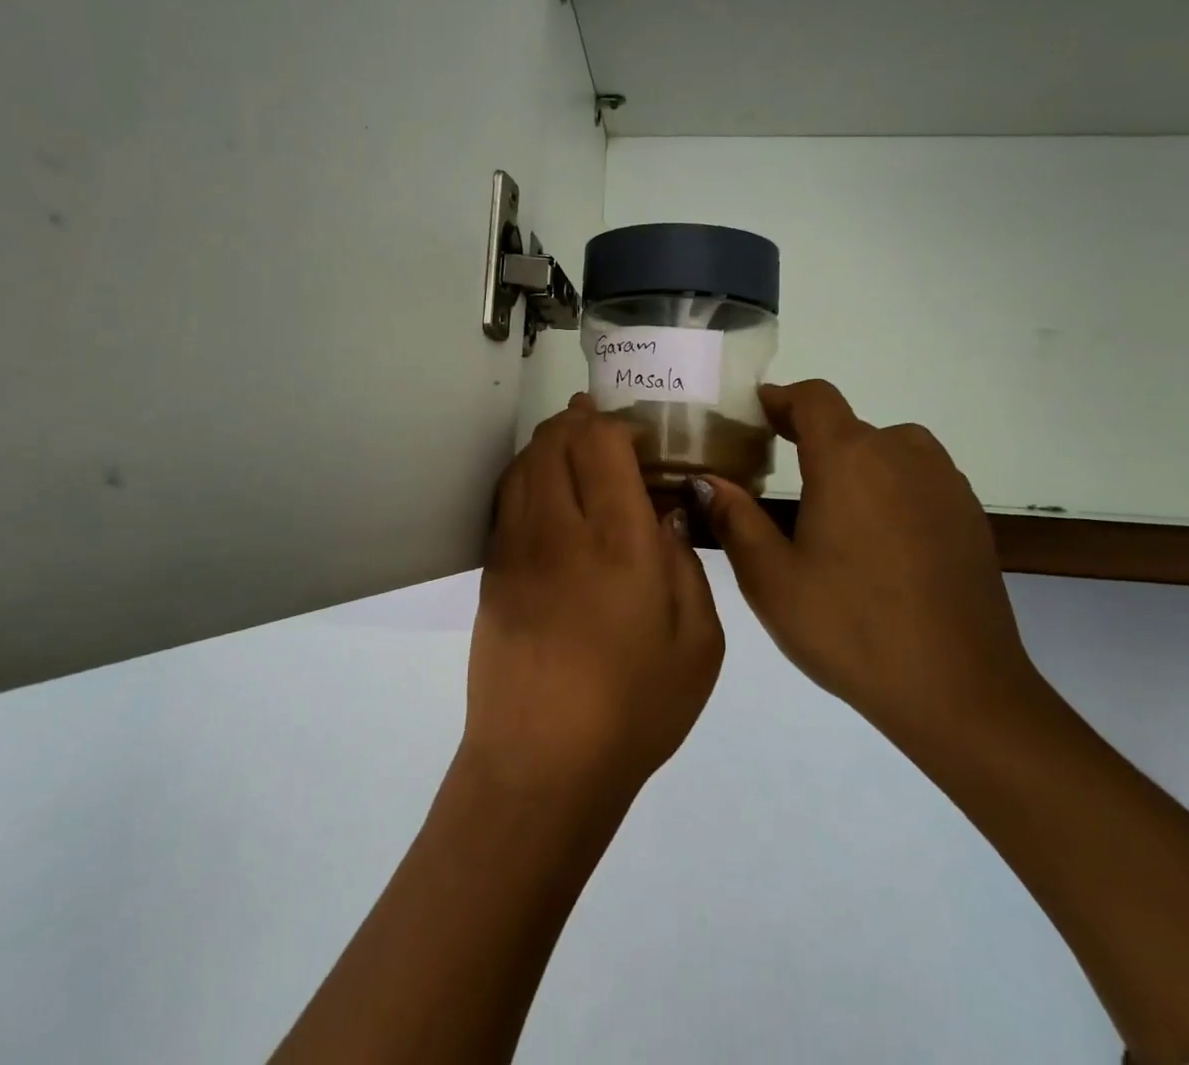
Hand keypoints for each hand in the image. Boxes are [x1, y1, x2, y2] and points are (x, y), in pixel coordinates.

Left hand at [461, 395, 723, 804]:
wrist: (540, 766)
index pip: (600, 444)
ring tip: (574, 447)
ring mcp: (515, 548)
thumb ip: (685, 564)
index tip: (639, 437)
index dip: (617, 424)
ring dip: (550, 443)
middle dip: (580, 421)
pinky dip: (527, 474)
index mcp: (617, 544)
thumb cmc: (634, 710)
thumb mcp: (697, 644)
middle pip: (555, 442)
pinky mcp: (491, 570)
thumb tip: (664, 513)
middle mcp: (559, 531)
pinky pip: (506, 498)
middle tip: (605, 429)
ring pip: (524, 463)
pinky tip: (546, 489)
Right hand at [697, 379, 1040, 750]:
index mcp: (849, 459)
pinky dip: (891, 489)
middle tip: (779, 477)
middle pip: (849, 426)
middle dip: (811, 440)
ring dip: (856, 463)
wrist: (960, 692)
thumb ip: (734, 519)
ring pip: (888, 450)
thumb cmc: (851, 628)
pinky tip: (878, 542)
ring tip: (831, 510)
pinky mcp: (969, 516)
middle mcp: (901, 454)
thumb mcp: (771, 579)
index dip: (782, 398)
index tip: (757, 414)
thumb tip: (706, 480)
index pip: (814, 398)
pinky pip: (919, 480)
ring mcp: (944, 484)